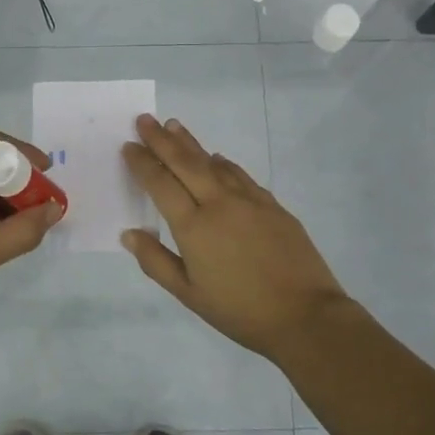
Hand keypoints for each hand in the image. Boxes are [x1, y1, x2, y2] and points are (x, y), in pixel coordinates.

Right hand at [121, 114, 351, 360]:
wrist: (305, 315)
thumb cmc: (239, 310)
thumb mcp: (188, 294)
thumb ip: (156, 261)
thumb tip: (129, 233)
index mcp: (193, 226)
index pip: (161, 184)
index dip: (142, 163)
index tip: (129, 145)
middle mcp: (219, 204)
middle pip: (185, 163)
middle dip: (162, 140)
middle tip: (145, 119)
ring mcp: (249, 201)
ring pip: (214, 163)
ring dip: (191, 143)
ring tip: (174, 126)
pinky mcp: (273, 205)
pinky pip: (240, 175)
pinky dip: (223, 163)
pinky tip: (217, 159)